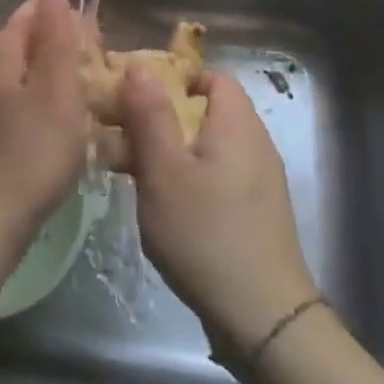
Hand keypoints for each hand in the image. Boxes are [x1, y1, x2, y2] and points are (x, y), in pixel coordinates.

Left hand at [0, 0, 91, 241]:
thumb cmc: (32, 150)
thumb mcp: (56, 88)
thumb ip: (56, 39)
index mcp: (2, 56)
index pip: (31, 15)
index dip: (64, 17)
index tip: (98, 36)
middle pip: (32, 47)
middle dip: (68, 51)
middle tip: (105, 71)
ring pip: (35, 80)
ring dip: (66, 84)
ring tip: (100, 101)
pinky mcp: (1, 139)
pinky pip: (35, 110)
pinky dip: (58, 112)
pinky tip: (78, 133)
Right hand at [116, 67, 319, 358]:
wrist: (262, 318)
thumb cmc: (206, 234)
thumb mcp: (164, 170)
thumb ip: (151, 115)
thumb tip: (140, 65)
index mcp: (237, 124)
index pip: (211, 76)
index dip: (173, 79)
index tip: (135, 98)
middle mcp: (254, 143)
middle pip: (205, 110)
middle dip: (161, 117)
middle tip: (121, 138)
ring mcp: (258, 179)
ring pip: (206, 145)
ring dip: (169, 150)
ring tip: (131, 172)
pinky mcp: (255, 211)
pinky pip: (216, 174)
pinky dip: (187, 176)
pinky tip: (162, 204)